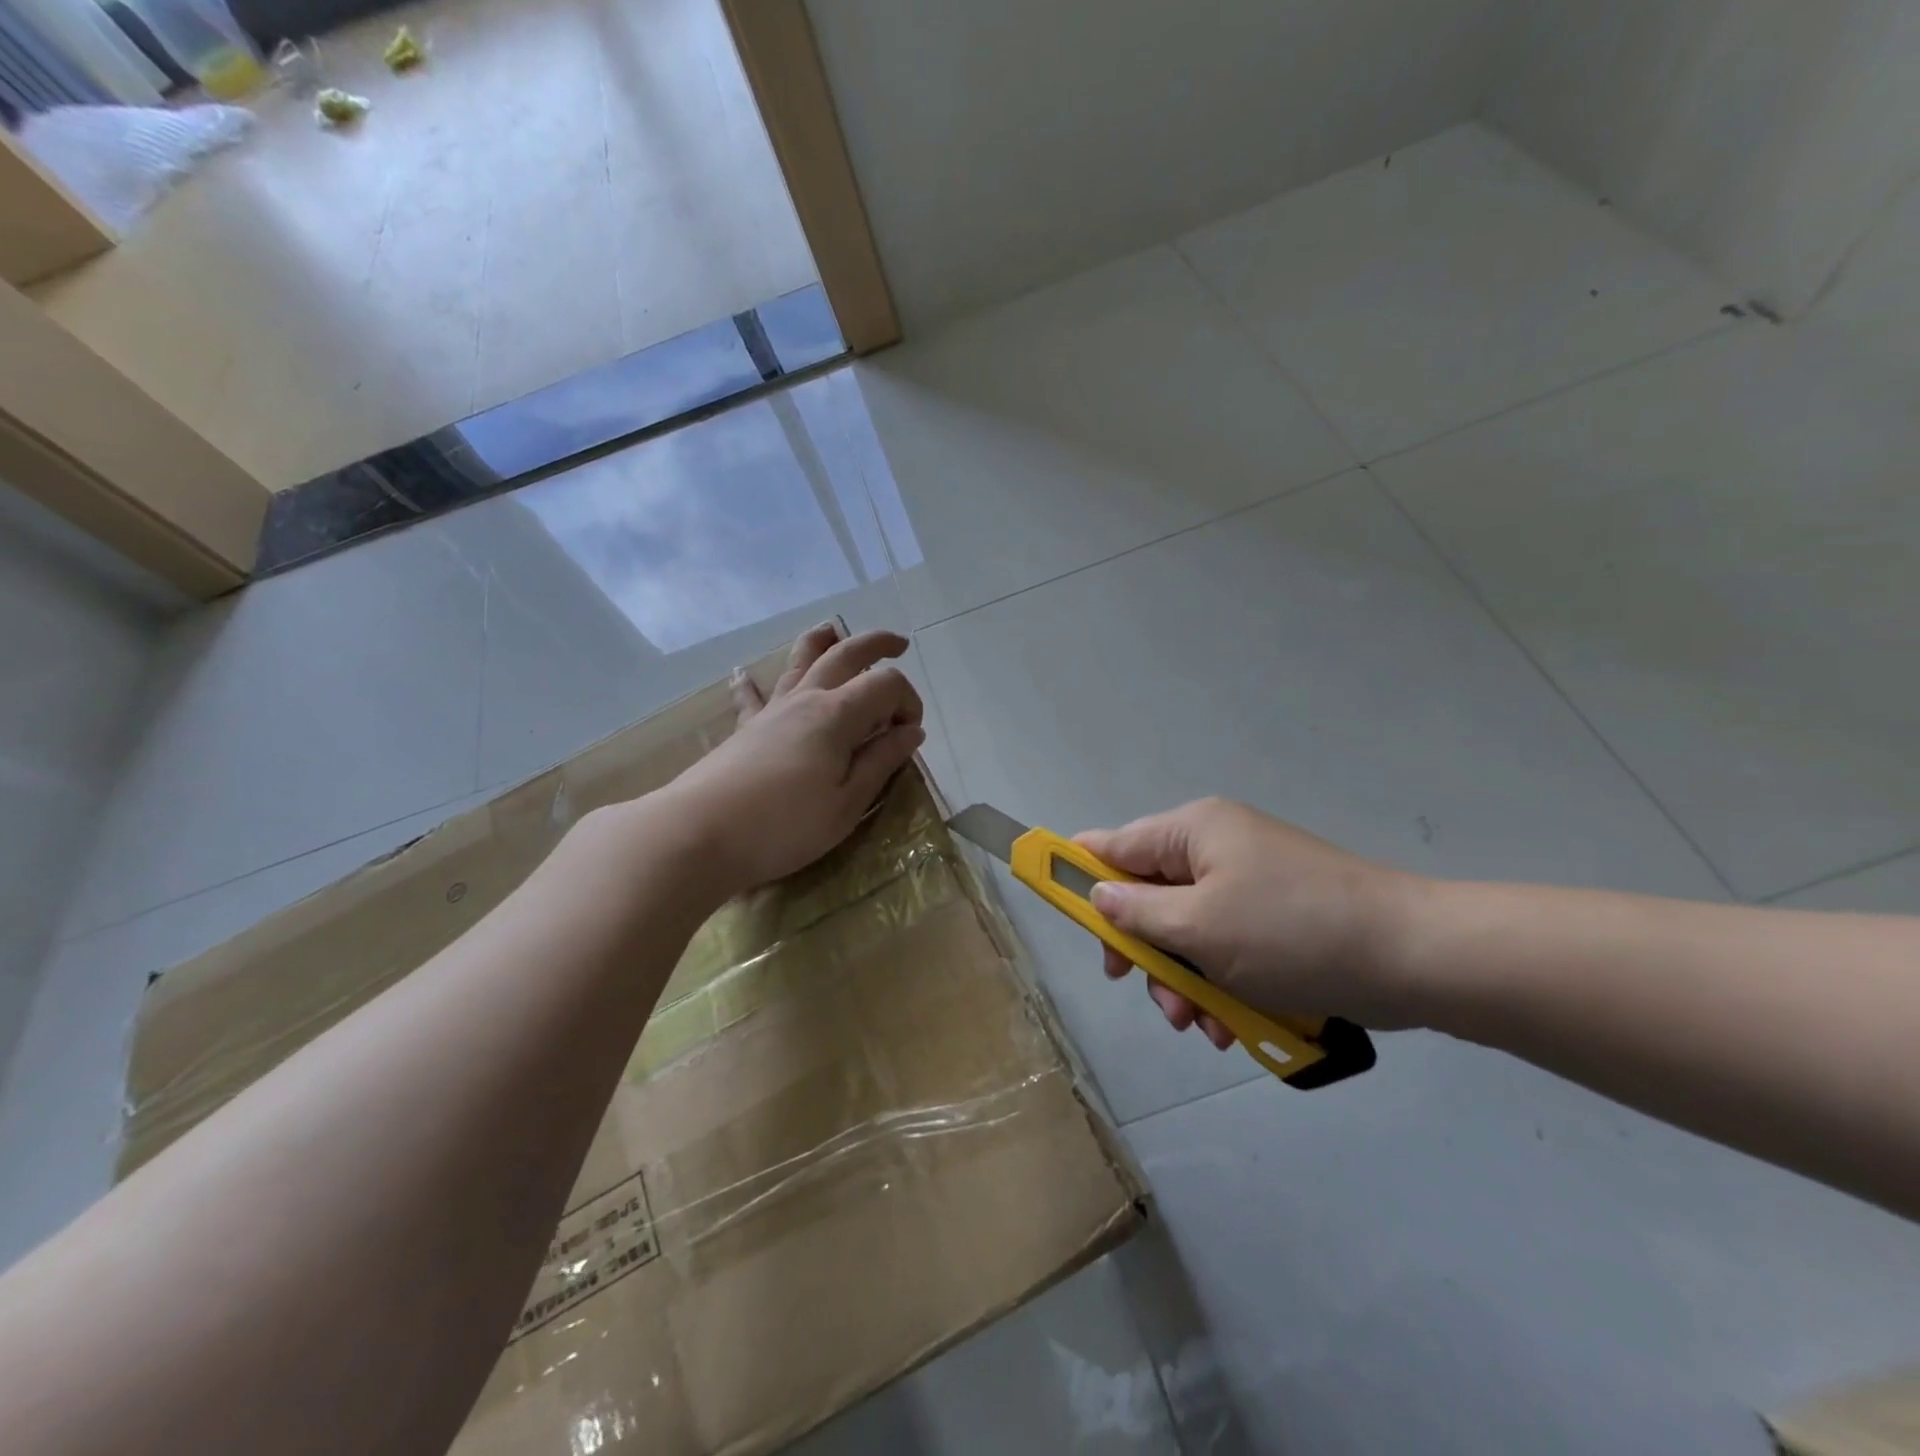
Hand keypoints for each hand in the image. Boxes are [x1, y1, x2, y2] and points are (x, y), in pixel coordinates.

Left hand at [664, 623, 924, 893]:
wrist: (700, 833)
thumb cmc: (785, 825)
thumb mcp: (847, 804)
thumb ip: (881, 762)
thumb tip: (911, 732)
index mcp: (837, 715)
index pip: (886, 685)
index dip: (908, 702)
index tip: (910, 736)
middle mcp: (806, 699)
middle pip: (845, 654)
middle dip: (876, 644)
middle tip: (899, 644)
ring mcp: (772, 710)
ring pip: (799, 660)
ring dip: (820, 641)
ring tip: (833, 628)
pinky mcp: (746, 729)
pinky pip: (752, 696)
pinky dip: (752, 683)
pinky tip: (742, 673)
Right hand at [1074, 798, 1426, 1048]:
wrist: (1411, 957)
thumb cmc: (1290, 932)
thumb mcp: (1199, 926)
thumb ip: (1136, 911)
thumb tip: (1097, 895)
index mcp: (1192, 832)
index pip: (1114, 844)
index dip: (1080, 876)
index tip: (1063, 915)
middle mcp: (1215, 849)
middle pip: (1148, 897)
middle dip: (1146, 953)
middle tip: (1152, 996)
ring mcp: (1247, 885)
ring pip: (1186, 932)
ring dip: (1185, 981)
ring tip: (1201, 1025)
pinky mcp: (1275, 920)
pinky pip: (1225, 948)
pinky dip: (1221, 985)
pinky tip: (1231, 1024)